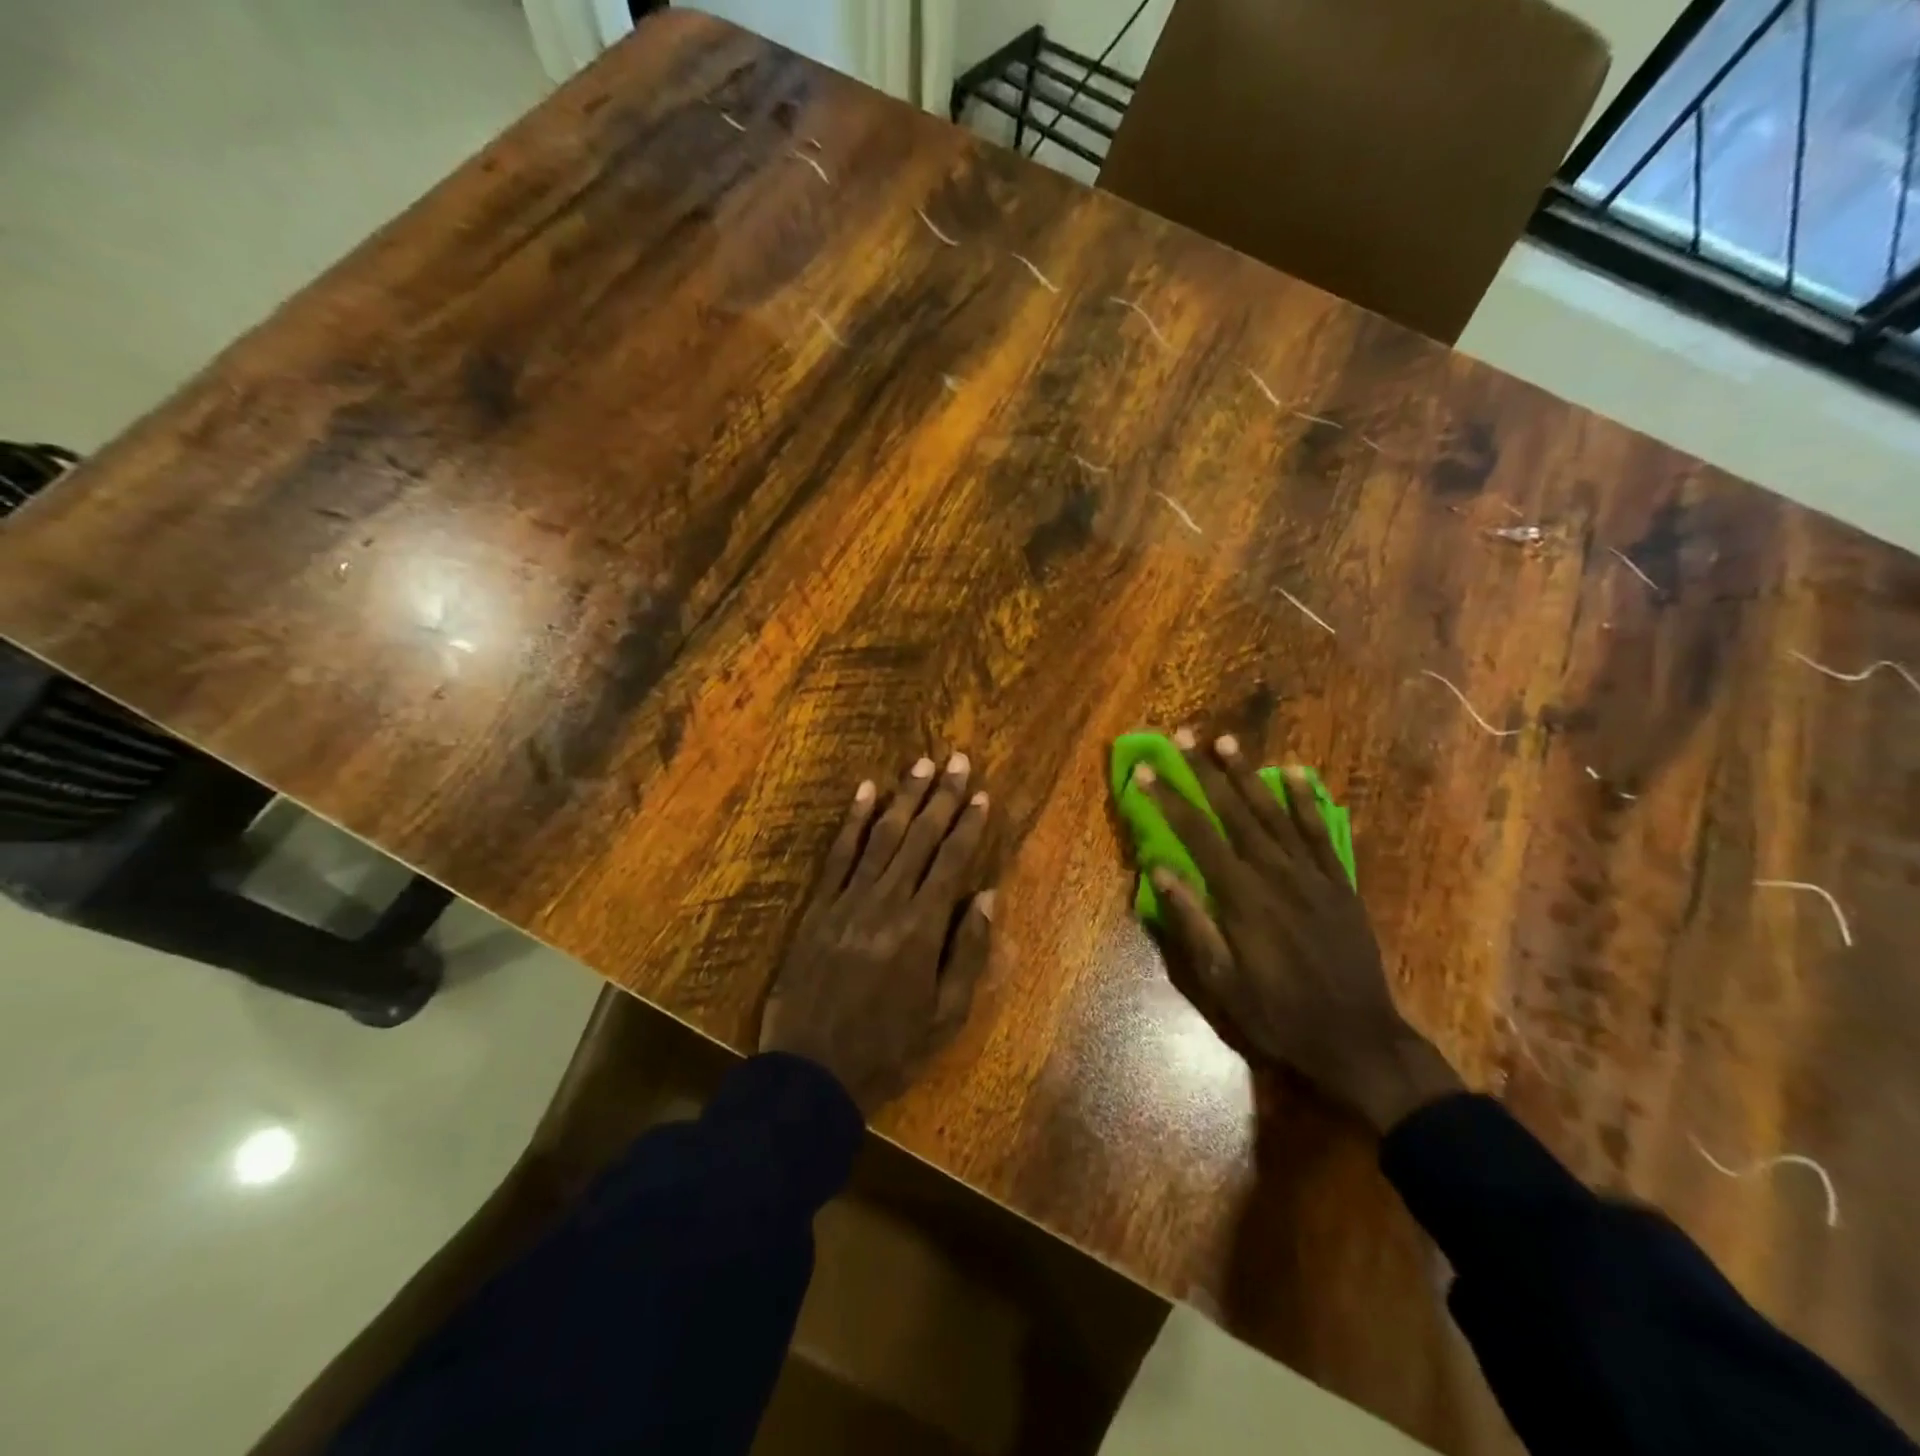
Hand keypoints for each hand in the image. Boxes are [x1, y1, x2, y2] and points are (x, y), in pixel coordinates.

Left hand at [760, 753, 995, 1114]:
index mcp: (920, 931)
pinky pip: (838, 856)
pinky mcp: (818, 909)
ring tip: (922, 764)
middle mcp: (885, 904)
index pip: (950, 863)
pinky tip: (866, 791)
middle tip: (958, 759)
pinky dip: (853, 821)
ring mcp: (847, 902)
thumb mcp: (945, 1017)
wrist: (810, 1075)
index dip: (968, 826)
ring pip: (880, 838)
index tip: (982, 794)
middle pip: (919, 839)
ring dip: (904, 798)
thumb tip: (987, 896)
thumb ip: (968, 953)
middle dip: (942, 797)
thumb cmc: (888, 1051)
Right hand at [1134, 729, 1460, 1133]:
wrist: (1357, 1039)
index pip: (1197, 835)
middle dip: (1204, 772)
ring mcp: (1312, 875)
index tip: (1147, 771)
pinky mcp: (1339, 883)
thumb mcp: (1221, 981)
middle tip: (1183, 736)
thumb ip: (1191, 921)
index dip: (1169, 800)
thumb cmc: (1277, 1014)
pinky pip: (1320, 831)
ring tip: (1226, 741)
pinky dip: (1306, 800)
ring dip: (1247, 774)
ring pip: (1274, 813)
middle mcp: (1275, 873)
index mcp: (1241, 897)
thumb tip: (1159, 870)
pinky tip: (1294, 772)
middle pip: (1234, 812)